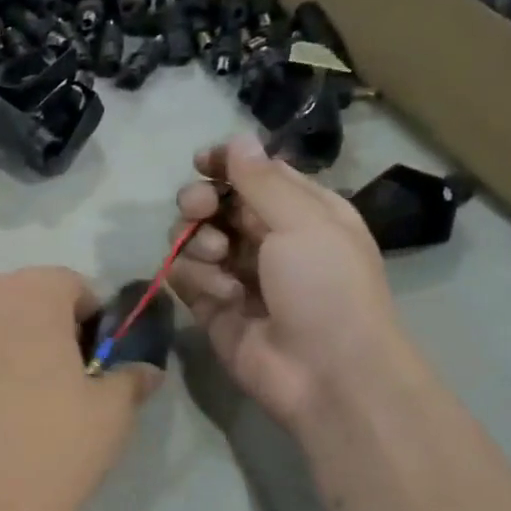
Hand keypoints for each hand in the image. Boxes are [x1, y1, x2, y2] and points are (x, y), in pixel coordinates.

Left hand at [0, 267, 158, 510]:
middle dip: (50, 326)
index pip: (71, 286)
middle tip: (65, 378)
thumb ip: (130, 377)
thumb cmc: (53, 446)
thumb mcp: (111, 411)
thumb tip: (144, 371)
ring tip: (28, 397)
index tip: (97, 362)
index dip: (92, 321)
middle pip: (26, 297)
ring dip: (14, 342)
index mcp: (28, 291)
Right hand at [168, 136, 406, 433]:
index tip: (201, 163)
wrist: (325, 372)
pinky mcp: (210, 305)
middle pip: (214, 204)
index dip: (225, 164)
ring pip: (191, 238)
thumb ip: (261, 180)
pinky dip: (197, 280)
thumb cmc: (327, 287)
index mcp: (301, 211)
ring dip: (198, 243)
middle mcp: (265, 238)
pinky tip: (223, 296)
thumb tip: (237, 139)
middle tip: (199, 210)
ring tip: (220, 261)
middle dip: (200, 202)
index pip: (253, 174)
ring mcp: (235, 273)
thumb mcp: (304, 221)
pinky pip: (184, 276)